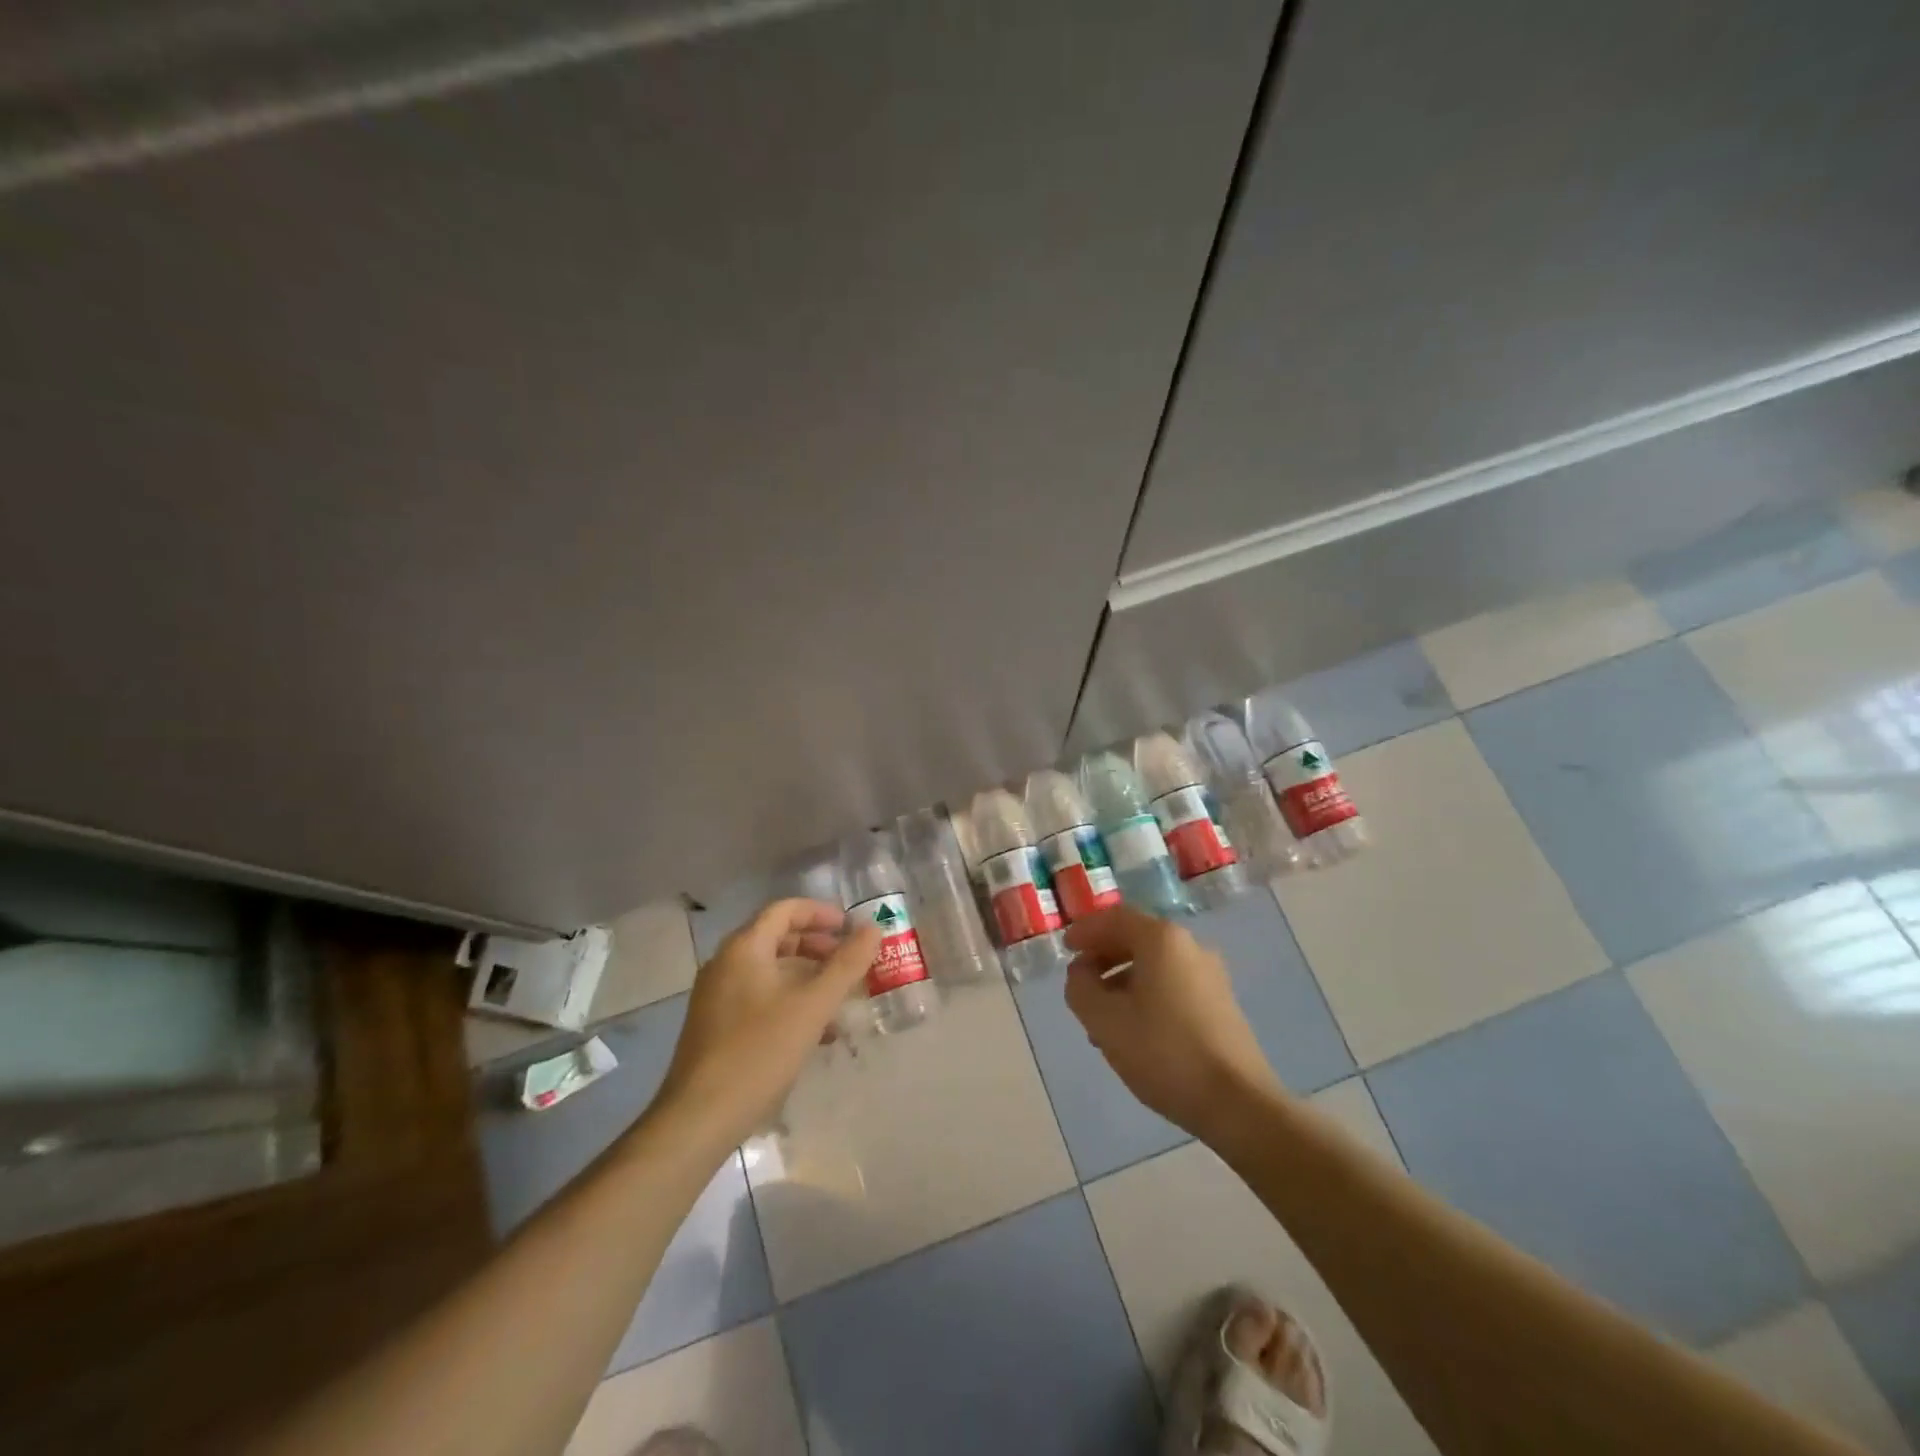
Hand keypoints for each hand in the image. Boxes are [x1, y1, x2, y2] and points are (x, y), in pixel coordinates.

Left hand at [653, 898, 880, 1151]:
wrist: (699, 1118)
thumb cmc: (759, 1052)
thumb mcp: (813, 1006)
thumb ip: (846, 964)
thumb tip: (873, 928)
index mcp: (744, 948)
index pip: (785, 910)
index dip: (821, 913)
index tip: (852, 929)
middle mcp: (726, 963)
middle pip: (778, 938)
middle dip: (818, 946)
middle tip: (850, 962)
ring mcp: (717, 996)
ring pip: (771, 971)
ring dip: (808, 977)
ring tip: (840, 999)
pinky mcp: (716, 1026)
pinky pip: (760, 997)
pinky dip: (790, 1001)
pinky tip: (815, 1033)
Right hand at [1063, 905, 1282, 1139]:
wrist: (1238, 1103)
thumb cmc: (1164, 1052)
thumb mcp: (1104, 1020)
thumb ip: (1080, 988)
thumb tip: (1081, 973)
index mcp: (1161, 940)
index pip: (1115, 918)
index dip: (1085, 930)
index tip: (1065, 949)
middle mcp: (1190, 946)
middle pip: (1136, 938)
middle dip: (1103, 956)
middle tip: (1079, 981)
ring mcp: (1210, 975)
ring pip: (1154, 965)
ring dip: (1122, 980)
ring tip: (1101, 1016)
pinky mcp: (1221, 1003)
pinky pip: (1173, 984)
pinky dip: (1146, 994)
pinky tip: (1133, 1030)